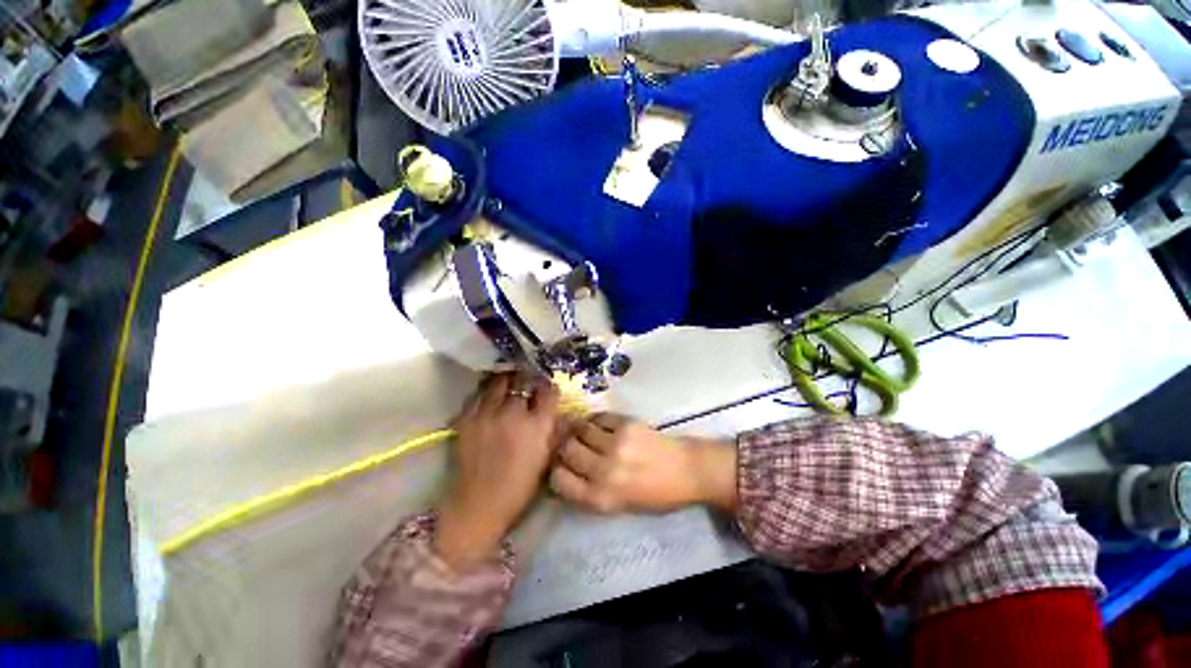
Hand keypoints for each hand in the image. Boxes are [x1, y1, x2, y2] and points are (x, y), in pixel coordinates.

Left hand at [435, 373, 560, 569]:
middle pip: (523, 380)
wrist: (479, 505)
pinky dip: (487, 393)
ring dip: (507, 381)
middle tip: (528, 383)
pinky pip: (479, 395)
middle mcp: (514, 413)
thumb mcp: (547, 457)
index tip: (546, 390)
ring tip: (508, 385)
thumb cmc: (520, 486)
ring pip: (499, 382)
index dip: (549, 387)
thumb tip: (562, 411)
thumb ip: (555, 430)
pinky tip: (490, 399)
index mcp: (537, 425)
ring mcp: (488, 413)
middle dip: (528, 380)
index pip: (548, 390)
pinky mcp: (467, 418)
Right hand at [549, 414, 737, 514]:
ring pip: (579, 429)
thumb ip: (590, 491)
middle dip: (564, 447)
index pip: (559, 480)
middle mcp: (604, 471)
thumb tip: (565, 471)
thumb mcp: (619, 506)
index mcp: (601, 498)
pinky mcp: (626, 424)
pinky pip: (598, 417)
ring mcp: (615, 444)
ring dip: (578, 430)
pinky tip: (599, 425)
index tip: (561, 465)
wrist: (686, 471)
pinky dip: (594, 420)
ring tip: (584, 432)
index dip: (556, 471)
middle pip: (566, 450)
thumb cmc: (654, 495)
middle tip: (570, 444)